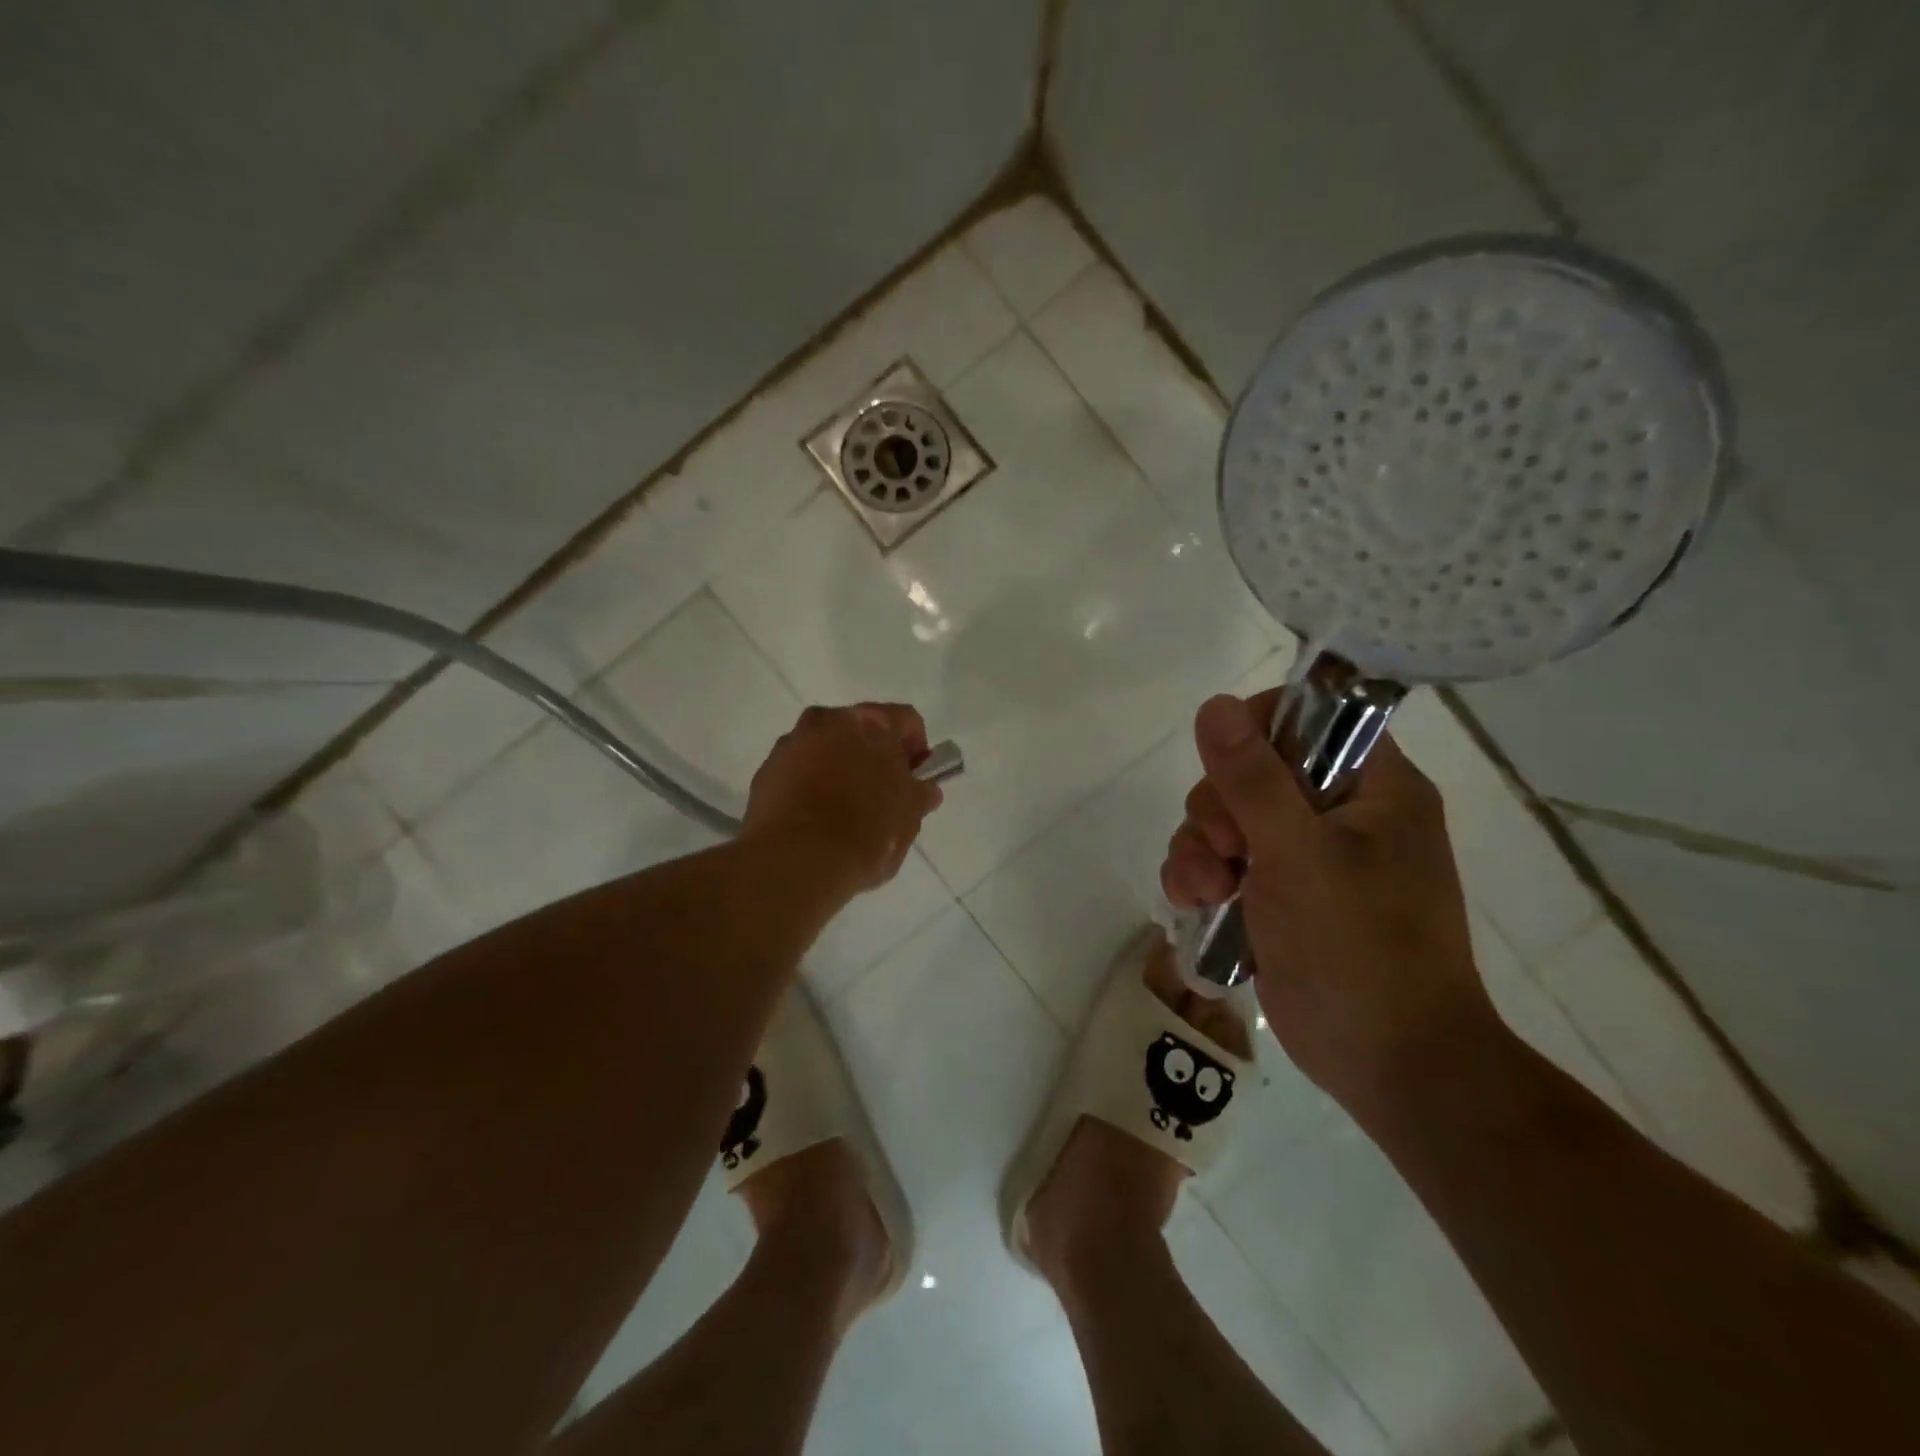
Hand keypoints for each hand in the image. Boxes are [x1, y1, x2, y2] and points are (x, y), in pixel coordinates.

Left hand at [743, 704, 942, 893]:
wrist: (795, 862)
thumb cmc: (866, 832)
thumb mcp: (909, 818)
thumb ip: (919, 795)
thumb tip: (924, 789)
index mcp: (870, 722)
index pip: (906, 720)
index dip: (917, 748)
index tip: (917, 778)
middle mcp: (826, 720)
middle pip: (860, 731)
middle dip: (873, 756)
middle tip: (882, 794)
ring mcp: (790, 744)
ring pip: (825, 749)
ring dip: (838, 768)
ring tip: (844, 811)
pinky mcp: (765, 772)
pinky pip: (797, 772)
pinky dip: (809, 786)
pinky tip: (816, 820)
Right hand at [1161, 690, 1499, 1112]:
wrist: (1388, 1065)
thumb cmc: (1358, 951)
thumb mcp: (1297, 855)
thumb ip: (1252, 778)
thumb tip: (1215, 704)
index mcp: (1373, 787)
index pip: (1309, 718)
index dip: (1258, 733)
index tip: (1232, 773)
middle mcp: (1340, 812)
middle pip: (1251, 771)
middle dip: (1218, 809)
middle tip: (1226, 852)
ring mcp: (1307, 856)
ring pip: (1226, 818)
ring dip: (1199, 848)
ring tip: (1204, 892)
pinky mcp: (1279, 895)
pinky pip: (1221, 860)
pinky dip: (1200, 876)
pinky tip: (1194, 904)